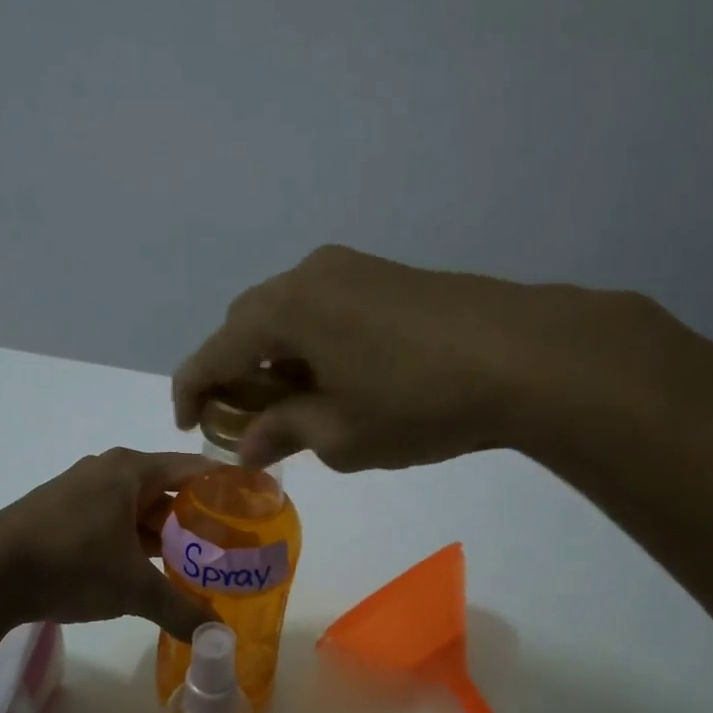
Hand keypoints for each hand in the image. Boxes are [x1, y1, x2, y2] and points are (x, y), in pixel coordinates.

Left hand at [0, 448, 219, 639]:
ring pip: (136, 510)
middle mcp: (107, 472)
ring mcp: (79, 492)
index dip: (226, 486)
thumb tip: (219, 637)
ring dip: (163, 535)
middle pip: (166, 490)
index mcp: (131, 470)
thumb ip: (181, 608)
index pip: (194, 469)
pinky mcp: (59, 516)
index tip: (254, 506)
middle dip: (196, 519)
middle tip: (229, 547)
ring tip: (194, 564)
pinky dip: (133, 543)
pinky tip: (146, 570)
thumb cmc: (71, 563)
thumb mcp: (133, 587)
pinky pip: (111, 523)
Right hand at [173, 245, 668, 472]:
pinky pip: (324, 308)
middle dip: (235, 370)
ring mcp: (352, 268)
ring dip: (276, 356)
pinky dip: (311, 343)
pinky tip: (336, 378)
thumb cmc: (418, 402)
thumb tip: (248, 444)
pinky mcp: (387, 276)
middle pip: (248, 323)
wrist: (525, 356)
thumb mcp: (341, 434)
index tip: (188, 424)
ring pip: (288, 313)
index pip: (214, 350)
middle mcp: (309, 275)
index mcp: (285, 310)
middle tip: (245, 418)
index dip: (192, 389)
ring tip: (292, 404)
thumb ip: (284, 432)